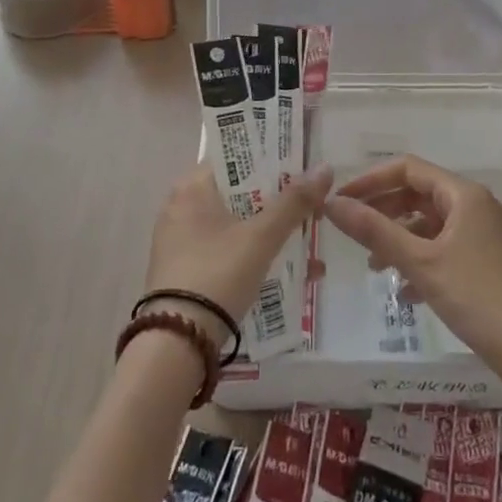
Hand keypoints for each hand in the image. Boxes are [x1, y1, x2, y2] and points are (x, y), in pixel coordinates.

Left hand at [145, 166, 333, 340]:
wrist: (176, 344)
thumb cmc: (217, 274)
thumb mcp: (261, 236)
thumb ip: (294, 202)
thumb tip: (325, 168)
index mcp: (192, 186)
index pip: (236, 158)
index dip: (271, 160)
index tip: (302, 167)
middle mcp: (180, 206)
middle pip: (239, 192)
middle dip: (277, 202)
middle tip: (312, 207)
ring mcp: (180, 240)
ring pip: (236, 224)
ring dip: (270, 231)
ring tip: (308, 243)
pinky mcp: (184, 270)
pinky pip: (226, 249)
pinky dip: (253, 253)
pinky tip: (286, 270)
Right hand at [323, 156, 501, 394]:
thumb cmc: (476, 297)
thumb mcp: (420, 262)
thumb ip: (374, 231)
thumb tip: (332, 203)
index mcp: (464, 195)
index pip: (408, 169)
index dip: (371, 180)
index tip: (342, 199)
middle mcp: (477, 205)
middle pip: (420, 195)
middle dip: (384, 212)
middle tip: (353, 231)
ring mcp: (486, 234)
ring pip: (432, 224)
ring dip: (401, 239)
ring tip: (374, 266)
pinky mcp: (490, 261)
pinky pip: (447, 247)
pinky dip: (422, 259)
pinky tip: (405, 292)